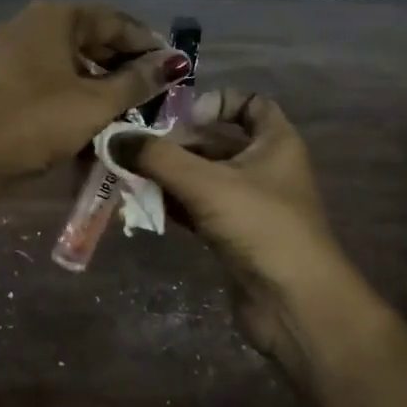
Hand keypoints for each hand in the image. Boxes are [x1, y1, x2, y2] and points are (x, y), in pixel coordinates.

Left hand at [0, 2, 186, 184]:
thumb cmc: (34, 122)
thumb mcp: (94, 104)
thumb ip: (137, 81)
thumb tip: (173, 63)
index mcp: (54, 16)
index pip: (114, 20)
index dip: (147, 44)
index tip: (173, 69)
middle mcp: (30, 24)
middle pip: (89, 37)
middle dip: (123, 64)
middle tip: (152, 93)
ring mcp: (9, 52)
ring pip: (67, 60)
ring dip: (98, 82)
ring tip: (126, 110)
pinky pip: (47, 78)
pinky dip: (72, 93)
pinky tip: (88, 118)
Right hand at [117, 90, 352, 360]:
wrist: (294, 304)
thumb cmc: (260, 226)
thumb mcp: (205, 183)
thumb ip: (157, 157)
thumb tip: (112, 138)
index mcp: (275, 142)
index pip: (250, 103)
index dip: (216, 102)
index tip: (183, 117)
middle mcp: (264, 167)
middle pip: (215, 141)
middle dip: (176, 143)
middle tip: (135, 149)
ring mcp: (250, 203)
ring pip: (202, 176)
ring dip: (168, 174)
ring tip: (128, 174)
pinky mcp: (234, 234)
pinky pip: (198, 207)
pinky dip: (173, 203)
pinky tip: (142, 204)